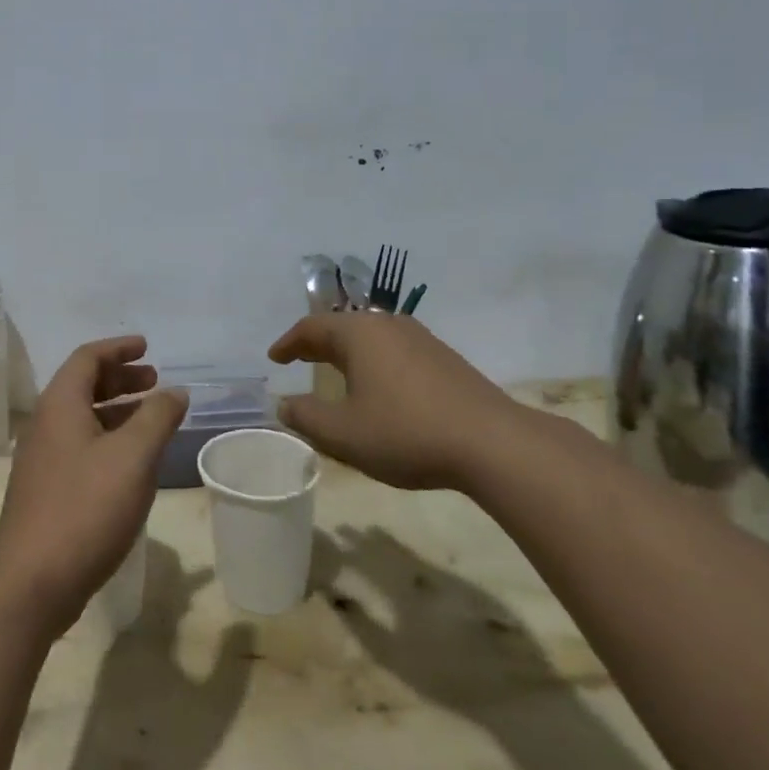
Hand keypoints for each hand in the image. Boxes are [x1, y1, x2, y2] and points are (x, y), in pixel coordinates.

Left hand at [0, 335, 189, 637]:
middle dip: (120, 379)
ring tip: (151, 416)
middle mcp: (46, 424)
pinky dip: (108, 438)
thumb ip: (157, 417)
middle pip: (83, 385)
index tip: (147, 347)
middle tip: (155, 381)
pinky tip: (132, 461)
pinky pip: (80, 446)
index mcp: (60, 405)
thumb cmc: (85, 509)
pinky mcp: (46, 489)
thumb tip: (176, 391)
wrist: (32, 582)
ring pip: (82, 418)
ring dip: (117, 410)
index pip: (87, 358)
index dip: (118, 348)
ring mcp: (42, 459)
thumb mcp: (133, 458)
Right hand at [268, 313, 520, 489]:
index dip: (288, 343)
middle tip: (299, 358)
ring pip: (372, 336)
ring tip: (336, 369)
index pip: (311, 328)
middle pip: (342, 326)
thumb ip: (306, 417)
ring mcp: (422, 339)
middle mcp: (388, 325)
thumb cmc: (406, 432)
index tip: (274, 357)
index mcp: (358, 334)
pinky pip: (396, 349)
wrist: (494, 444)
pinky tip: (380, 384)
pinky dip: (375, 360)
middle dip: (317, 342)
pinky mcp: (446, 359)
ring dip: (348, 350)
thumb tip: (284, 405)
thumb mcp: (343, 434)